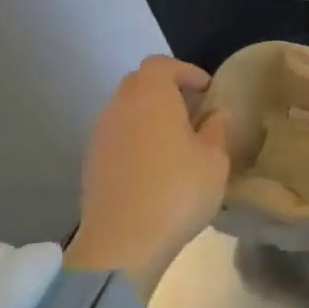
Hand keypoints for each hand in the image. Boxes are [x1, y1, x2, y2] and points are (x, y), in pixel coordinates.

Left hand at [65, 55, 228, 298]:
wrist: (123, 242)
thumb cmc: (178, 190)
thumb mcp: (215, 159)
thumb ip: (216, 129)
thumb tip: (214, 115)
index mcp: (151, 96)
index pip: (162, 65)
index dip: (186, 72)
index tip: (208, 91)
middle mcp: (119, 107)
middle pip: (140, 84)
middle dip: (168, 91)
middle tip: (196, 112)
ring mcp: (100, 136)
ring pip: (127, 111)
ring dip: (151, 117)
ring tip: (179, 141)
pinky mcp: (92, 163)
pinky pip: (118, 136)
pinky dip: (138, 139)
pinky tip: (157, 166)